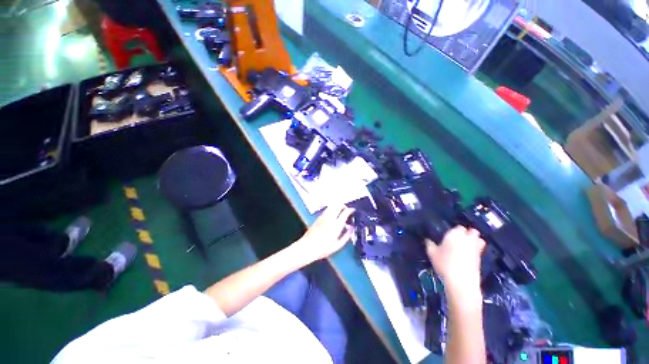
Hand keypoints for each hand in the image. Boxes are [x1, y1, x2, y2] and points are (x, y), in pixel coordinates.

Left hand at [294, 205, 354, 262]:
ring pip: (333, 205)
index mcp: (337, 224)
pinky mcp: (318, 217)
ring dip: (338, 207)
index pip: (346, 211)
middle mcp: (330, 217)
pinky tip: (333, 217)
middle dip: (344, 206)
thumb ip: (347, 235)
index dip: (351, 210)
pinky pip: (328, 209)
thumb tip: (352, 228)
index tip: (354, 211)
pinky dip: (332, 209)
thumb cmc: (323, 248)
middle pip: (339, 205)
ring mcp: (323, 216)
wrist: (307, 247)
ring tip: (341, 213)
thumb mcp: (338, 245)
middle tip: (347, 212)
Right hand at [426, 226, 485, 290]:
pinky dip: (475, 250)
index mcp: (455, 234)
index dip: (455, 230)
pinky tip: (467, 255)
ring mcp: (476, 248)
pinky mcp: (481, 259)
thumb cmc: (444, 263)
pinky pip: (479, 250)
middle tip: (460, 237)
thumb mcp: (432, 253)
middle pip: (473, 231)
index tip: (450, 234)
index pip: (458, 226)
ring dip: (475, 240)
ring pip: (479, 240)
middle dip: (468, 233)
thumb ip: (429, 244)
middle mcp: (467, 238)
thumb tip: (427, 240)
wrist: (461, 281)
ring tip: (466, 245)